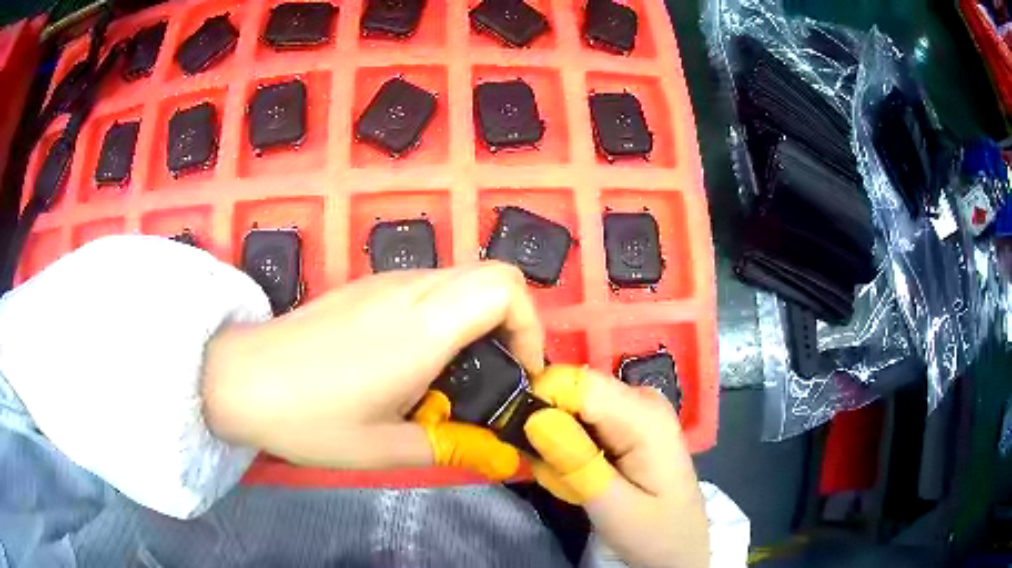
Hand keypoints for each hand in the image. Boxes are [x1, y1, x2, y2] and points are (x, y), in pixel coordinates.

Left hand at [201, 262, 542, 478]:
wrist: (241, 378)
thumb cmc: (311, 418)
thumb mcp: (386, 447)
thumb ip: (452, 446)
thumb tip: (500, 456)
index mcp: (423, 327)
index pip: (506, 287)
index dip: (530, 325)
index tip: (519, 371)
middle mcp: (409, 290)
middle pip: (490, 275)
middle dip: (511, 323)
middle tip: (494, 375)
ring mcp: (383, 282)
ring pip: (458, 280)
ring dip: (476, 319)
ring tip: (453, 374)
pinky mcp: (363, 287)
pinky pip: (425, 287)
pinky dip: (444, 315)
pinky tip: (411, 359)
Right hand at [524, 365, 709, 567]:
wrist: (680, 544)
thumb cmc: (655, 532)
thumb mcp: (613, 508)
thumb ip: (575, 464)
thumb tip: (534, 417)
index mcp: (644, 415)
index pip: (576, 382)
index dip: (540, 402)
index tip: (524, 441)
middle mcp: (640, 397)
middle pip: (572, 391)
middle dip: (548, 428)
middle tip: (553, 474)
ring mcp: (635, 406)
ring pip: (571, 406)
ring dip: (557, 442)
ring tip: (569, 480)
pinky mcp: (627, 419)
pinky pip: (582, 419)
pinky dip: (569, 446)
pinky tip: (581, 473)